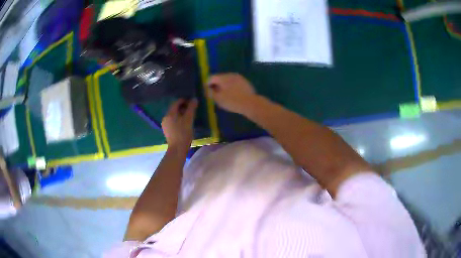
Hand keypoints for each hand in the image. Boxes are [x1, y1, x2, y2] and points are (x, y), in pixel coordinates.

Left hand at [162, 99, 197, 149]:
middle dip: (183, 107)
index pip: (176, 102)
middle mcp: (165, 117)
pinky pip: (172, 121)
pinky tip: (184, 124)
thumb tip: (194, 99)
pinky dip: (178, 119)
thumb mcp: (189, 119)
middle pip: (174, 108)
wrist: (177, 149)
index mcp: (170, 113)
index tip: (192, 103)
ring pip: (173, 115)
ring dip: (181, 114)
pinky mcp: (167, 130)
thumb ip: (191, 108)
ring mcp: (165, 124)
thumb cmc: (183, 133)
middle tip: (192, 110)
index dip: (184, 101)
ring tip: (189, 117)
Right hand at [208, 73, 257, 113]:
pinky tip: (233, 95)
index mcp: (223, 77)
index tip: (207, 92)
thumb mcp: (218, 99)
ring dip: (224, 86)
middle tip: (215, 95)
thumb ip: (210, 93)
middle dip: (216, 85)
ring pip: (228, 80)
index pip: (211, 78)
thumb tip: (207, 89)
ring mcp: (239, 77)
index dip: (207, 85)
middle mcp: (230, 74)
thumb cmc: (232, 101)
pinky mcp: (245, 82)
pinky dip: (232, 87)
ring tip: (224, 95)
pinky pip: (235, 83)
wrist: (251, 103)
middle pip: (220, 78)